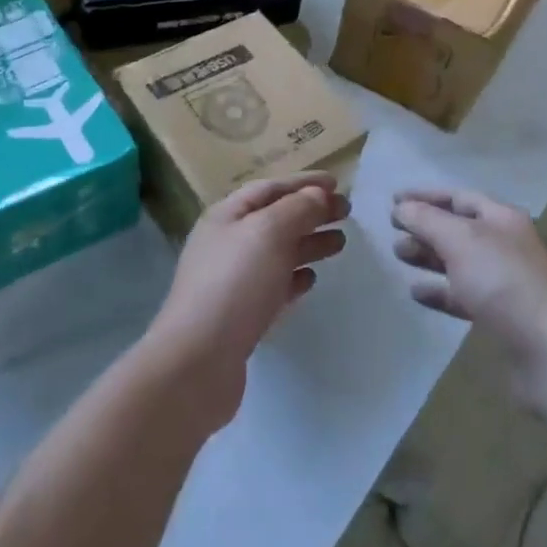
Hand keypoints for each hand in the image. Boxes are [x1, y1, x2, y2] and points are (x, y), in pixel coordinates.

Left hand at [147, 173, 349, 429]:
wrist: (198, 362)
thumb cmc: (235, 284)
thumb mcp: (268, 232)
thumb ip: (297, 209)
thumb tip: (318, 196)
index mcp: (227, 216)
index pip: (269, 188)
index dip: (303, 183)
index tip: (337, 183)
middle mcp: (227, 243)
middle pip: (275, 219)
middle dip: (311, 213)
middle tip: (347, 214)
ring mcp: (232, 281)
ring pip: (277, 253)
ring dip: (308, 244)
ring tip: (341, 244)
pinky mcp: (240, 316)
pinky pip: (273, 286)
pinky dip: (294, 278)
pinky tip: (312, 280)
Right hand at [391, 190, 546, 400]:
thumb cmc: (504, 283)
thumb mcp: (460, 240)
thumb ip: (427, 220)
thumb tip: (402, 208)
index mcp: (503, 218)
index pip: (458, 197)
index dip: (425, 196)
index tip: (393, 202)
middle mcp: (507, 245)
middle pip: (459, 228)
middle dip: (425, 227)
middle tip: (393, 233)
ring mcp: (506, 282)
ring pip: (460, 261)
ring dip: (429, 257)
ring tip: (400, 256)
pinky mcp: (502, 316)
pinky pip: (464, 295)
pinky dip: (440, 291)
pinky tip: (417, 293)